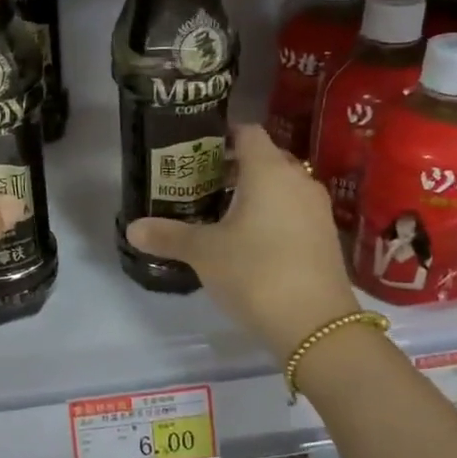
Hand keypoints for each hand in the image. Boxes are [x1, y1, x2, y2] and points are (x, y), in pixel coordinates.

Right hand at [127, 125, 362, 360]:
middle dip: (232, 166)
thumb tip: (132, 228)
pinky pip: (292, 210)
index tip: (195, 151)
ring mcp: (316, 209)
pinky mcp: (324, 236)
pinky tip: (247, 239)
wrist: (317, 326)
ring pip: (280, 186)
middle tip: (199, 183)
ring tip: (218, 213)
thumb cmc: (255, 273)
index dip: (221, 135)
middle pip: (264, 158)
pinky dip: (270, 213)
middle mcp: (298, 180)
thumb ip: (168, 235)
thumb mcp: (204, 253)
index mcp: (269, 171)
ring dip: (252, 192)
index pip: (247, 132)